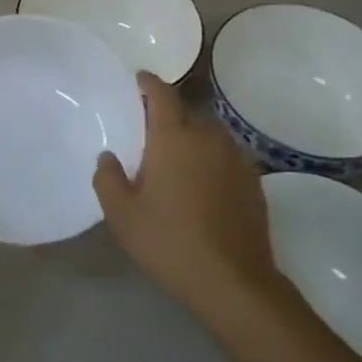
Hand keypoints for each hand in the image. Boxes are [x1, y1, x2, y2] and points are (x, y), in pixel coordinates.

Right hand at [94, 72, 279, 316]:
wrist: (234, 281)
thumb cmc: (170, 242)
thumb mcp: (123, 216)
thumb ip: (108, 179)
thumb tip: (107, 157)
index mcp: (173, 137)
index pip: (162, 93)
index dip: (149, 83)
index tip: (139, 80)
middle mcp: (207, 136)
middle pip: (186, 112)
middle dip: (169, 116)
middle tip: (152, 134)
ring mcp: (235, 156)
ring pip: (209, 133)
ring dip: (193, 138)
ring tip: (179, 160)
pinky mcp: (253, 179)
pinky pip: (227, 155)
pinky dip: (213, 159)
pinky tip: (205, 185)